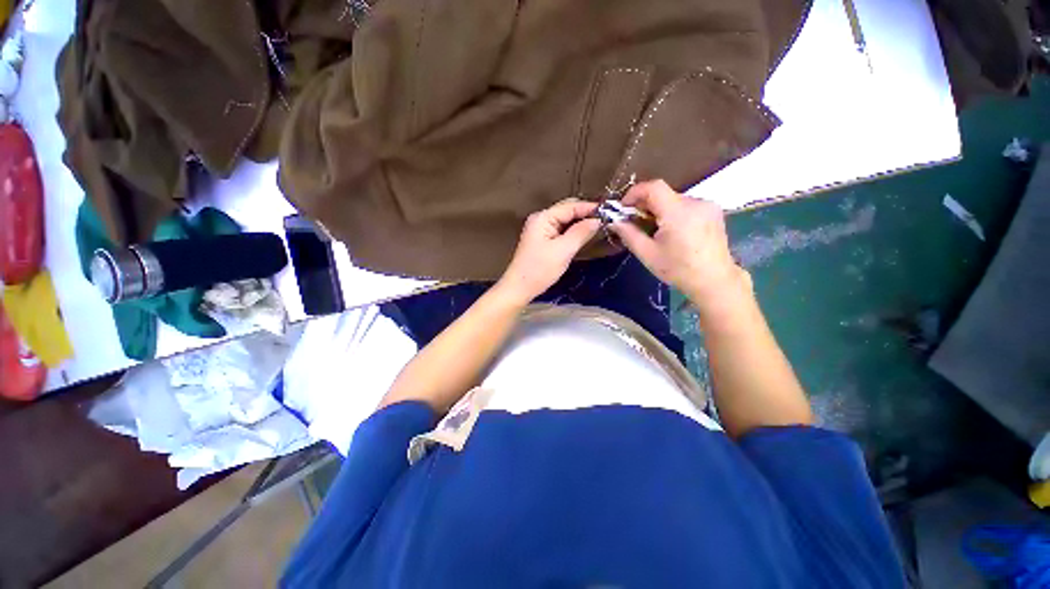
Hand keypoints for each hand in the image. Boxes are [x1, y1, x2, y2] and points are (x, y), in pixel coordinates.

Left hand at [496, 199, 600, 304]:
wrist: (520, 288)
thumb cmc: (540, 269)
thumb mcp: (563, 250)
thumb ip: (581, 232)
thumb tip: (597, 220)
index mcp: (543, 217)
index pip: (570, 206)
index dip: (590, 208)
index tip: (610, 211)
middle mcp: (541, 219)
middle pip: (567, 210)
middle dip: (585, 214)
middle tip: (606, 219)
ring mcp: (540, 229)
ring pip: (565, 220)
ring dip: (580, 222)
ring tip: (599, 226)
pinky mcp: (542, 240)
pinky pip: (561, 230)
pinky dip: (573, 231)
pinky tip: (584, 234)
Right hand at [609, 179, 750, 315]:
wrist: (714, 281)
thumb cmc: (678, 270)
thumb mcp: (647, 254)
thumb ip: (629, 234)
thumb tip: (614, 221)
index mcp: (678, 213)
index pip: (653, 187)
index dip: (635, 192)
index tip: (624, 207)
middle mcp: (695, 202)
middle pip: (663, 194)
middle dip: (645, 205)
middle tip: (634, 222)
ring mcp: (707, 205)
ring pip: (674, 200)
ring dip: (659, 210)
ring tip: (654, 230)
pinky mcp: (713, 211)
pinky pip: (686, 205)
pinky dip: (673, 213)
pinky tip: (672, 231)